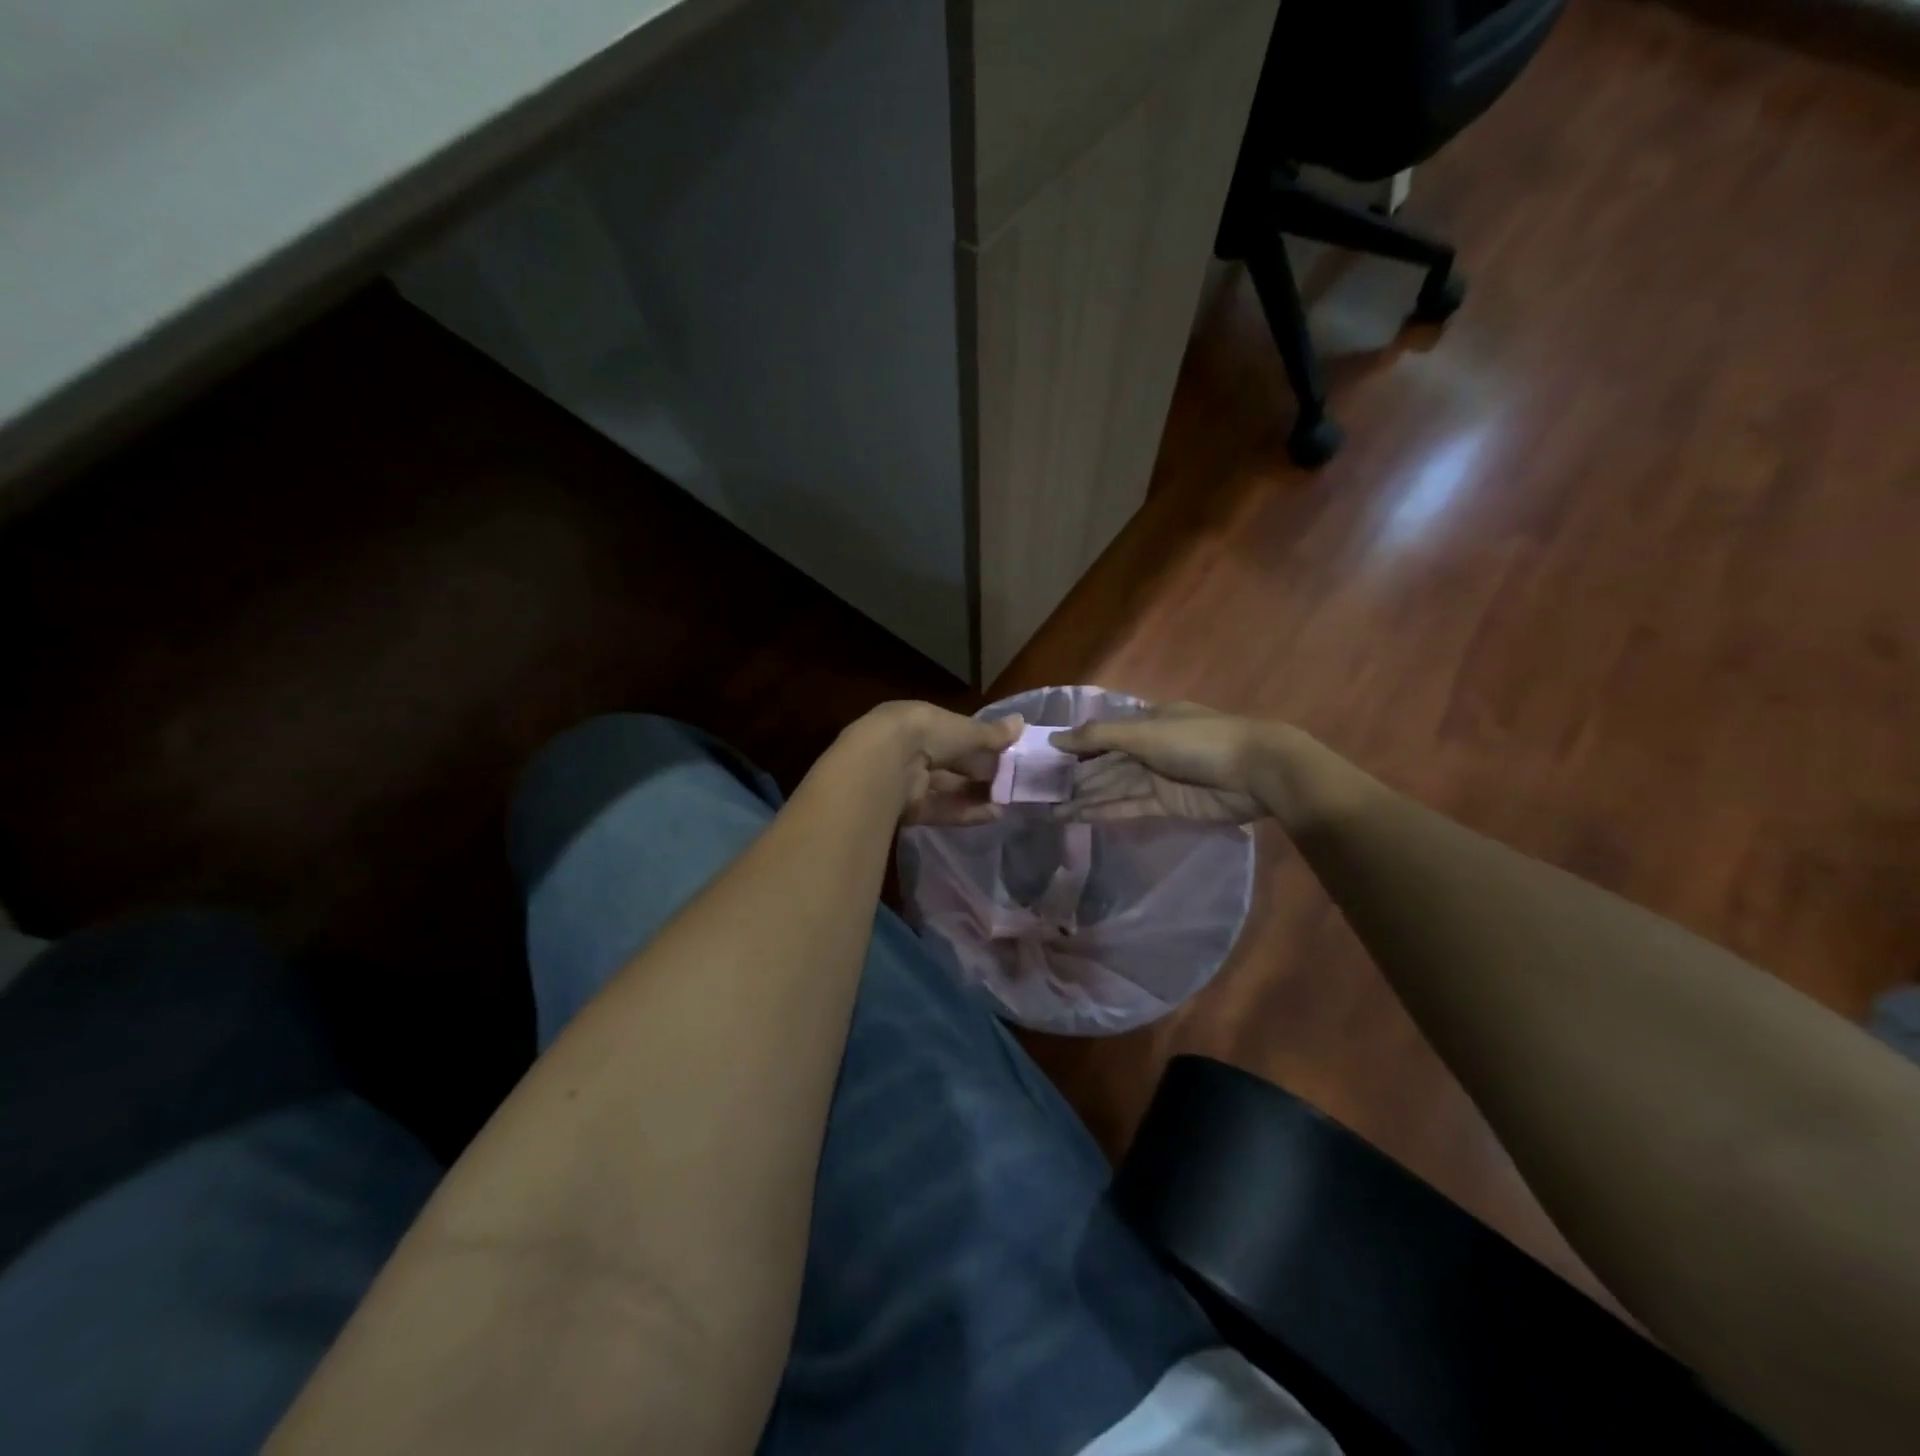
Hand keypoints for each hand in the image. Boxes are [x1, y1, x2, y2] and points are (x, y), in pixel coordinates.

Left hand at [847, 702, 1022, 824]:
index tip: (1006, 753)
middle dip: (980, 772)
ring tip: (1007, 802)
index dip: (980, 743)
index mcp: (920, 722)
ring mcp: (907, 780)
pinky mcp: (908, 808)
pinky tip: (994, 815)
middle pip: (951, 763)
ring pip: (947, 788)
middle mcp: (911, 750)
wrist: (884, 765)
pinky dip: (966, 812)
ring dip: (976, 794)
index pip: (954, 733)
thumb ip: (993, 734)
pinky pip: (941, 809)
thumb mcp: (965, 730)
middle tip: (1011, 781)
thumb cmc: (927, 734)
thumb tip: (1022, 722)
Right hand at [1048, 703, 1277, 822]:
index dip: (1074, 746)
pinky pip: (1128, 807)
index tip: (1043, 758)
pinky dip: (1103, 811)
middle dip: (1075, 776)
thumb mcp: (1145, 732)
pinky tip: (1076, 817)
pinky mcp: (1166, 805)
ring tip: (1050, 810)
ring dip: (1084, 798)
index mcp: (1147, 722)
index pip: (1102, 734)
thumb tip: (1055, 738)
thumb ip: (1098, 737)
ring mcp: (1158, 778)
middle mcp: (1149, 749)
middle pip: (1104, 764)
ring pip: (1113, 788)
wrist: (1256, 772)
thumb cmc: (1199, 741)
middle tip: (1038, 791)